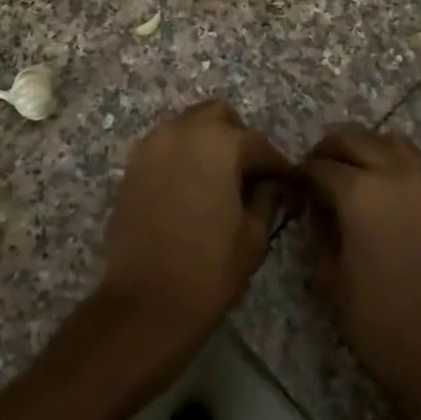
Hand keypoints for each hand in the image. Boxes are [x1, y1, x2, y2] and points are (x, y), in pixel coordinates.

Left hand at [100, 100, 292, 348]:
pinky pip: (165, 145)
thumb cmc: (208, 270)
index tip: (288, 183)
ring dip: (207, 143)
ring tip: (218, 180)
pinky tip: (190, 188)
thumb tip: (272, 183)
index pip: (258, 144)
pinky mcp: (132, 165)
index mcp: (219, 143)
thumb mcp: (253, 235)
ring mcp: (153, 145)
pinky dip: (182, 155)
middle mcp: (183, 131)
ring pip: (188, 125)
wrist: (144, 304)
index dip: (277, 166)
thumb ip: (266, 197)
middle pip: (218, 116)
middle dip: (238, 138)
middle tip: (249, 174)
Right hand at [303, 124, 420, 398]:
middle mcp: (395, 173)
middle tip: (316, 171)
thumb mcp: (330, 278)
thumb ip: (318, 230)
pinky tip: (386, 191)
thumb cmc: (380, 322)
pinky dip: (395, 162)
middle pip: (354, 138)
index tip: (292, 184)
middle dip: (329, 149)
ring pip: (390, 140)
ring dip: (365, 148)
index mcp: (359, 192)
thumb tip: (315, 206)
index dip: (301, 173)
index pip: (320, 165)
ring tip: (353, 173)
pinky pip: (417, 162)